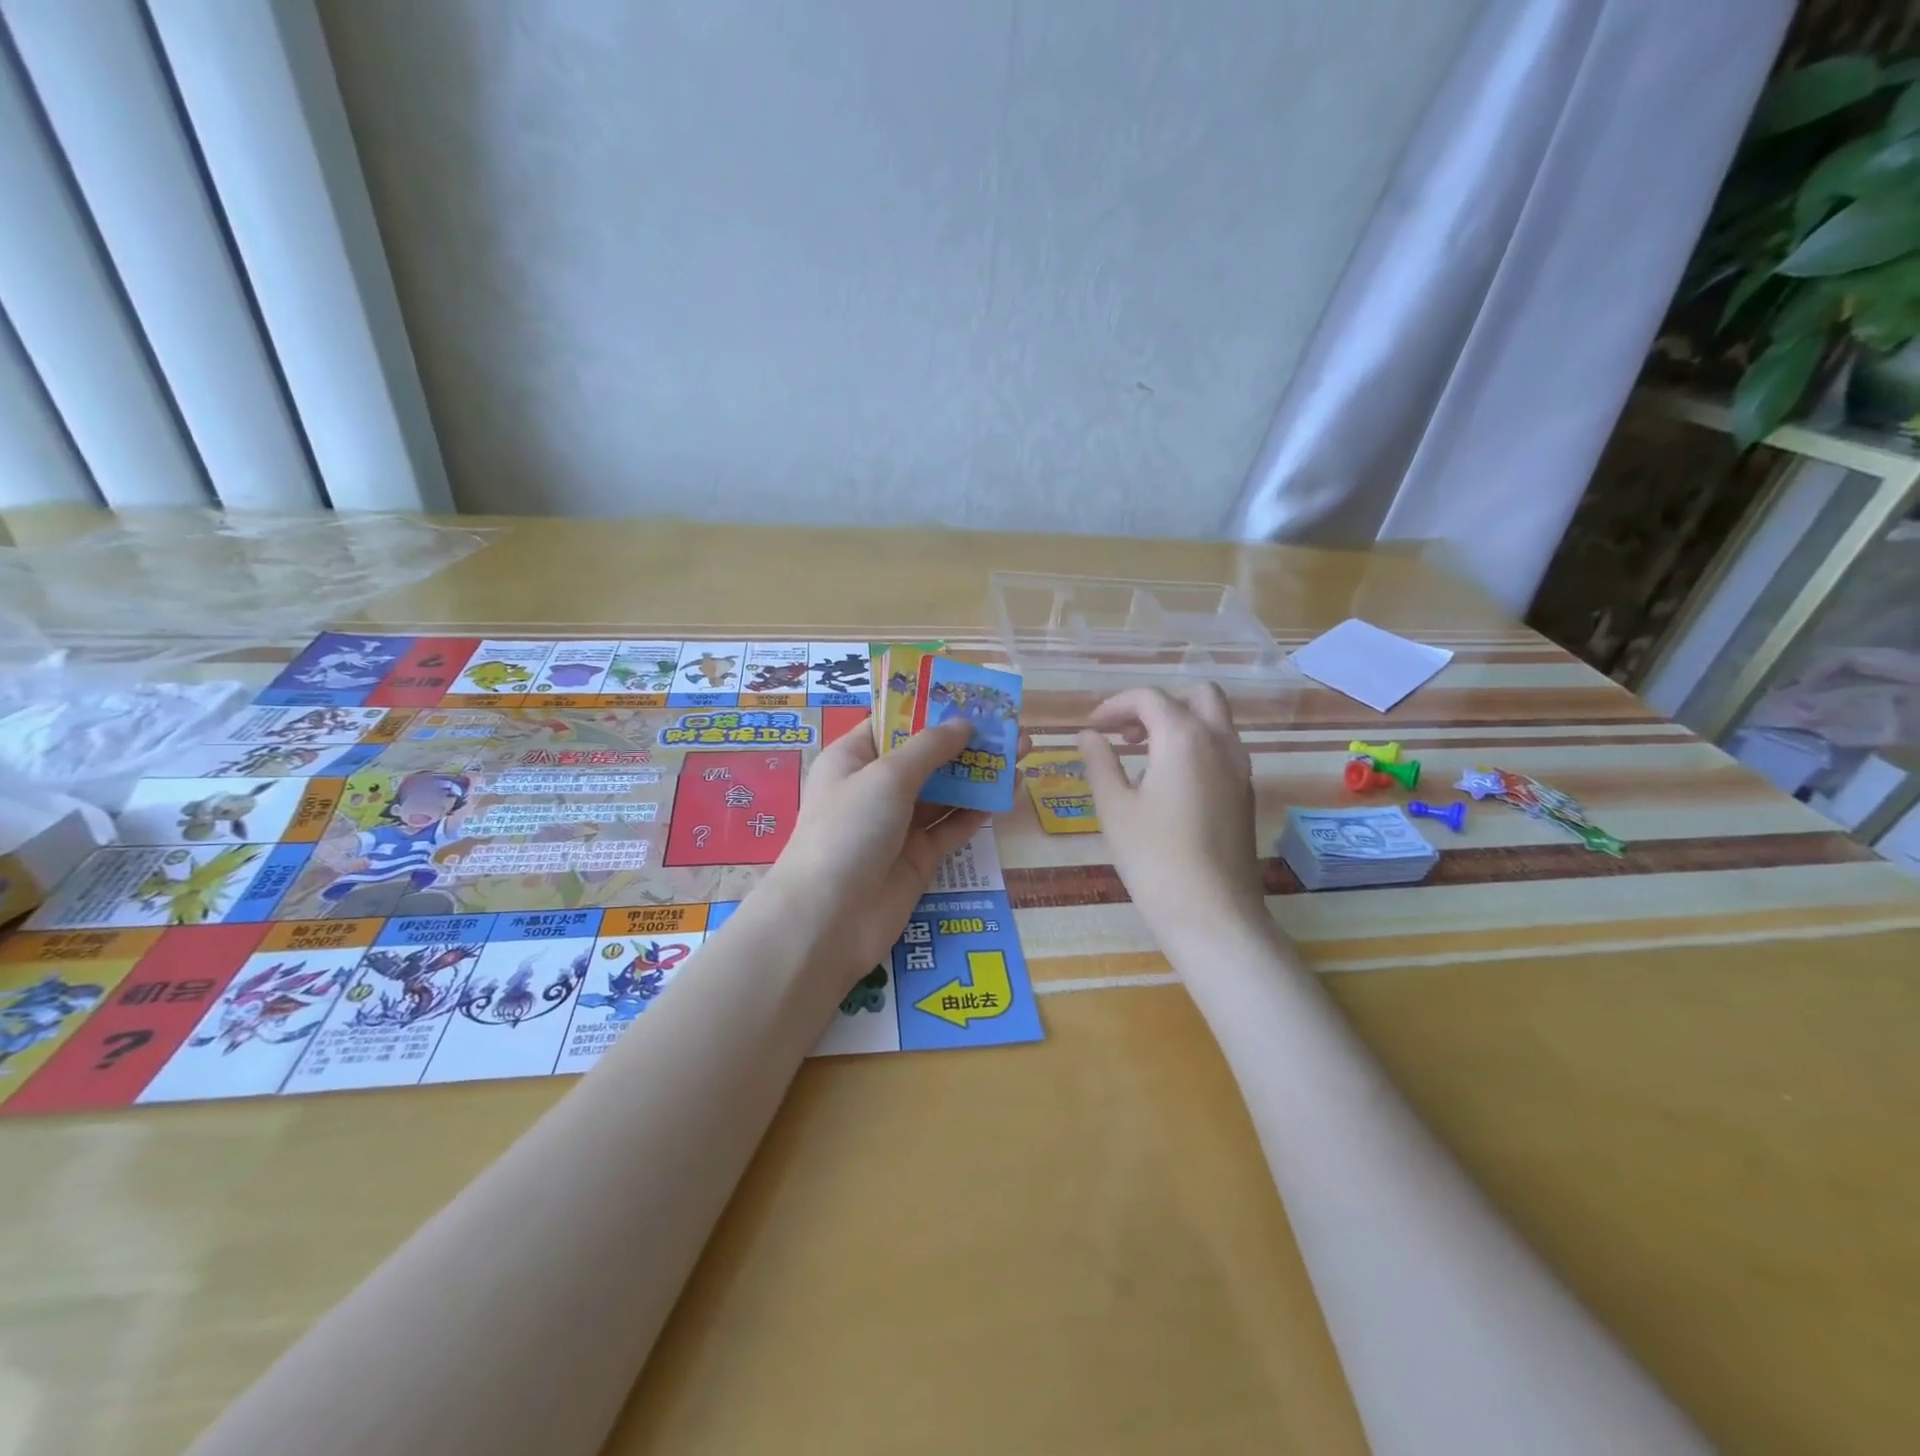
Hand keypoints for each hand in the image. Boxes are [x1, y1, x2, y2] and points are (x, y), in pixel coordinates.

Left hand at [765, 718, 1019, 979]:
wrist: (828, 920)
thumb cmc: (847, 830)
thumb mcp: (886, 776)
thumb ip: (930, 748)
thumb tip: (965, 723)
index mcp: (853, 758)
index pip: (894, 723)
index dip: (931, 709)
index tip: (972, 697)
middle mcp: (874, 788)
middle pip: (926, 757)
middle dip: (967, 742)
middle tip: (1012, 727)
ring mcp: (898, 825)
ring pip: (945, 792)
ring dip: (979, 774)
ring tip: (1023, 753)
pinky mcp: (918, 858)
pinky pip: (952, 827)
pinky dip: (978, 810)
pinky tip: (1009, 793)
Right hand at [1078, 685, 1267, 942]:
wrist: (1212, 913)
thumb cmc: (1154, 858)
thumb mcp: (1114, 808)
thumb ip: (1099, 762)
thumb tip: (1087, 735)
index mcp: (1184, 738)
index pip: (1149, 698)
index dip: (1115, 705)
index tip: (1091, 728)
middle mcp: (1220, 742)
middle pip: (1197, 695)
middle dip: (1158, 704)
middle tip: (1125, 732)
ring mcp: (1240, 768)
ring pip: (1215, 721)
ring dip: (1179, 722)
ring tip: (1141, 755)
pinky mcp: (1245, 793)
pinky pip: (1222, 749)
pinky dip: (1195, 745)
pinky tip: (1167, 782)